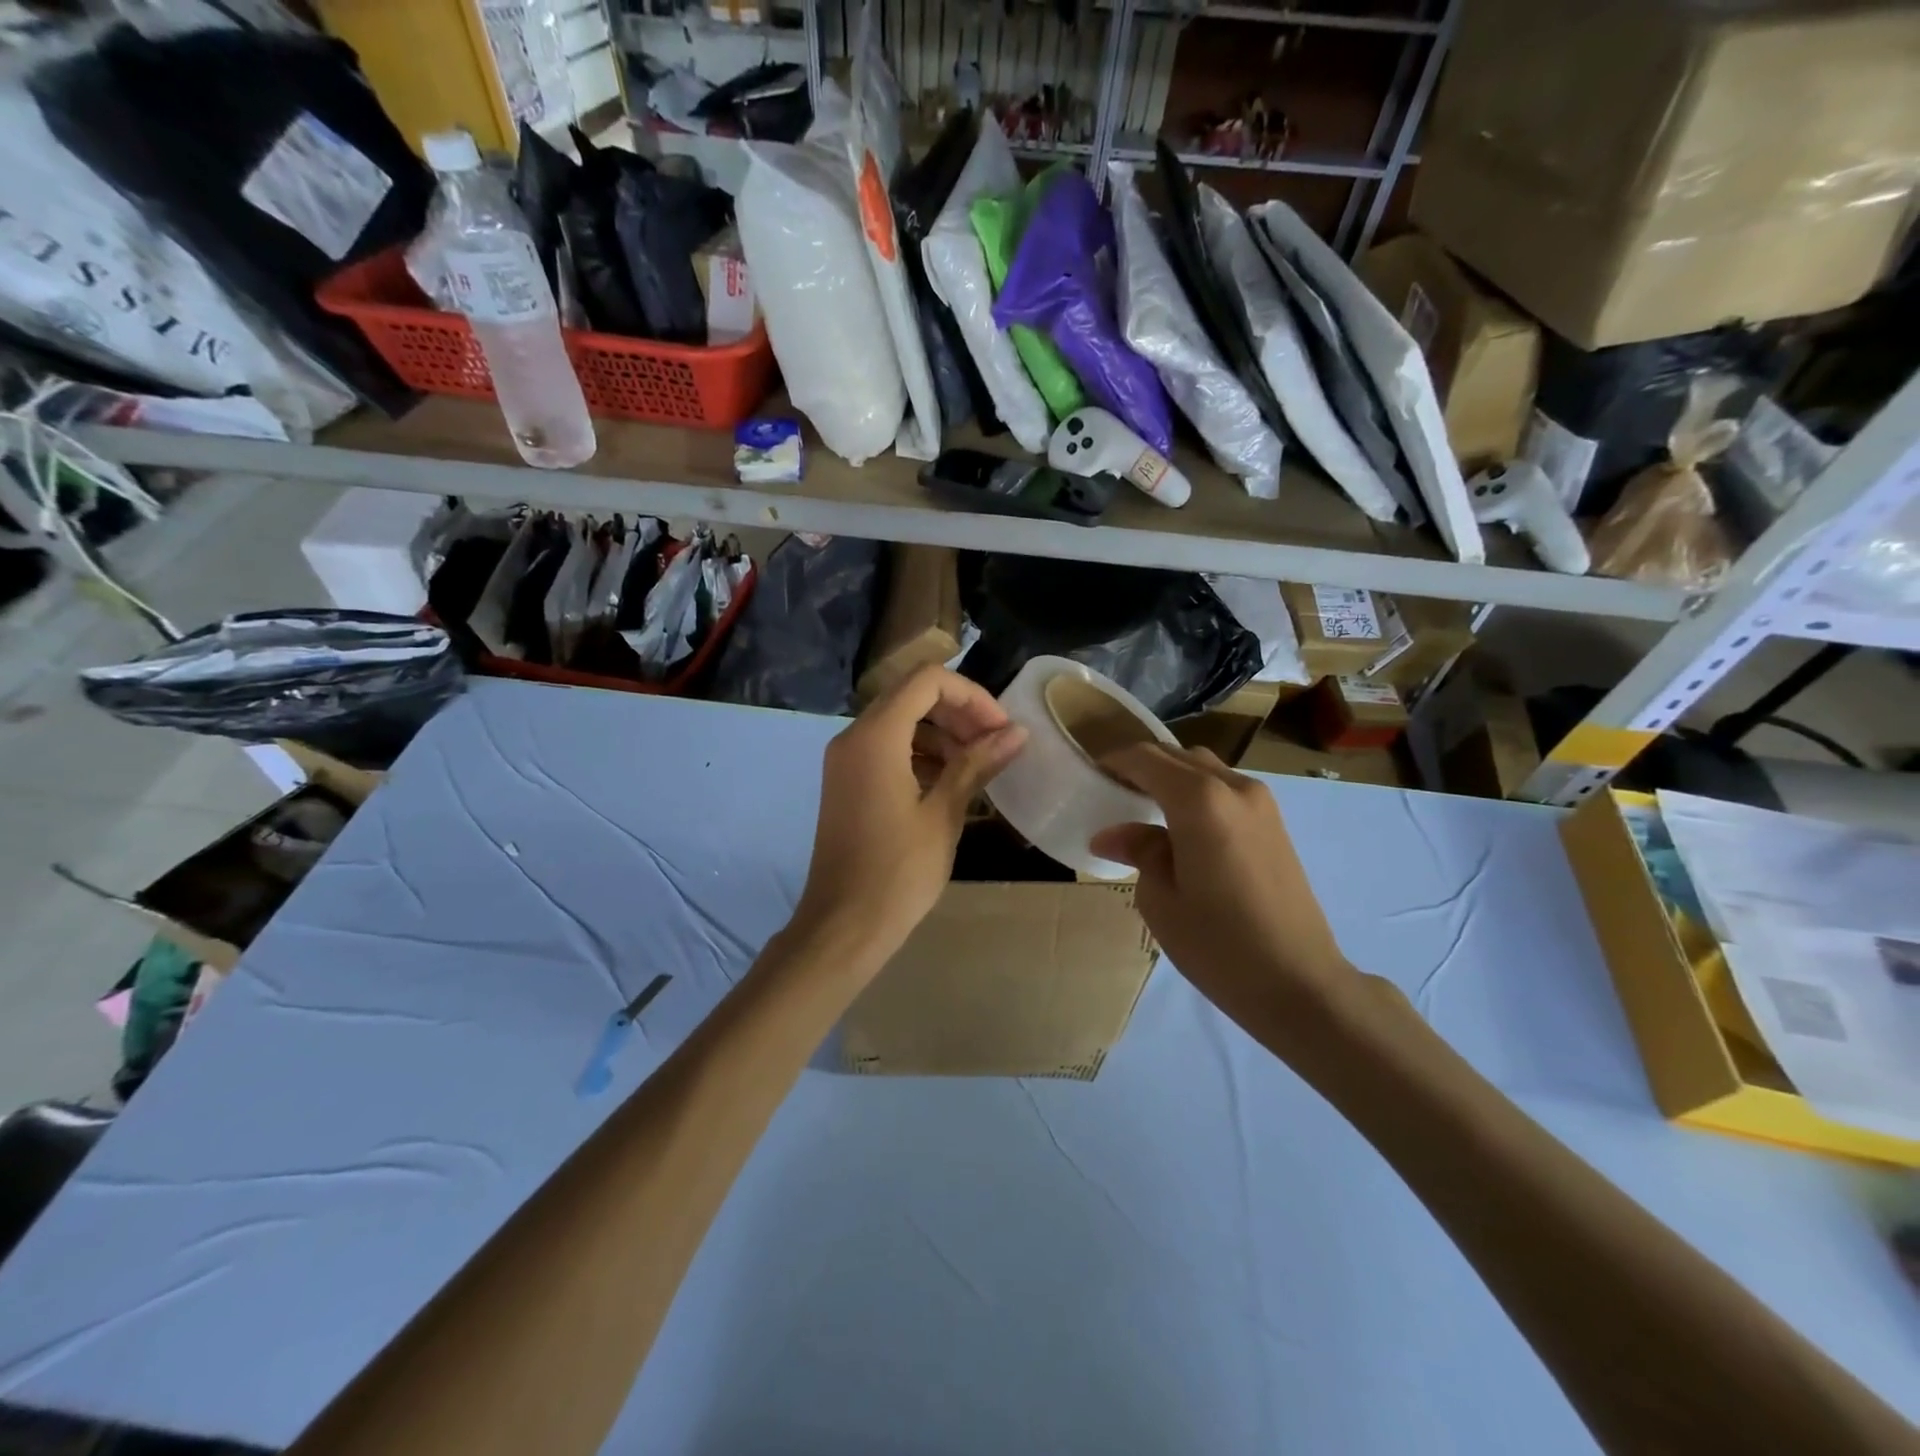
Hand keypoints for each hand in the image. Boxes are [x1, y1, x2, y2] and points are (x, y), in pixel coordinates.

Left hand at [792, 665, 1026, 969]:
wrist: (843, 926)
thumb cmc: (898, 872)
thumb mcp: (944, 814)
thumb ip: (978, 764)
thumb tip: (1017, 732)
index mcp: (876, 737)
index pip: (928, 681)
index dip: (972, 695)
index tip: (1001, 728)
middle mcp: (854, 737)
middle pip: (913, 696)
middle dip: (960, 712)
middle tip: (997, 745)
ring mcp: (846, 760)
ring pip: (901, 721)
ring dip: (942, 734)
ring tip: (979, 765)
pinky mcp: (847, 782)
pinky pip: (887, 748)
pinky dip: (921, 753)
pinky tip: (950, 782)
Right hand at [1090, 744, 1350, 1023]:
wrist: (1300, 983)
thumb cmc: (1218, 944)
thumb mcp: (1161, 899)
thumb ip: (1139, 851)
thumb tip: (1111, 834)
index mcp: (1199, 801)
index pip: (1146, 759)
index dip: (1114, 762)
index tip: (1090, 775)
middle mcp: (1234, 788)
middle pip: (1178, 757)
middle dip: (1142, 766)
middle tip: (1112, 792)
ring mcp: (1262, 803)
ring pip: (1205, 770)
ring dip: (1172, 778)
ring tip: (1146, 809)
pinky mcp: (1275, 824)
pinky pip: (1226, 790)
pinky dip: (1197, 793)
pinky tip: (1182, 827)